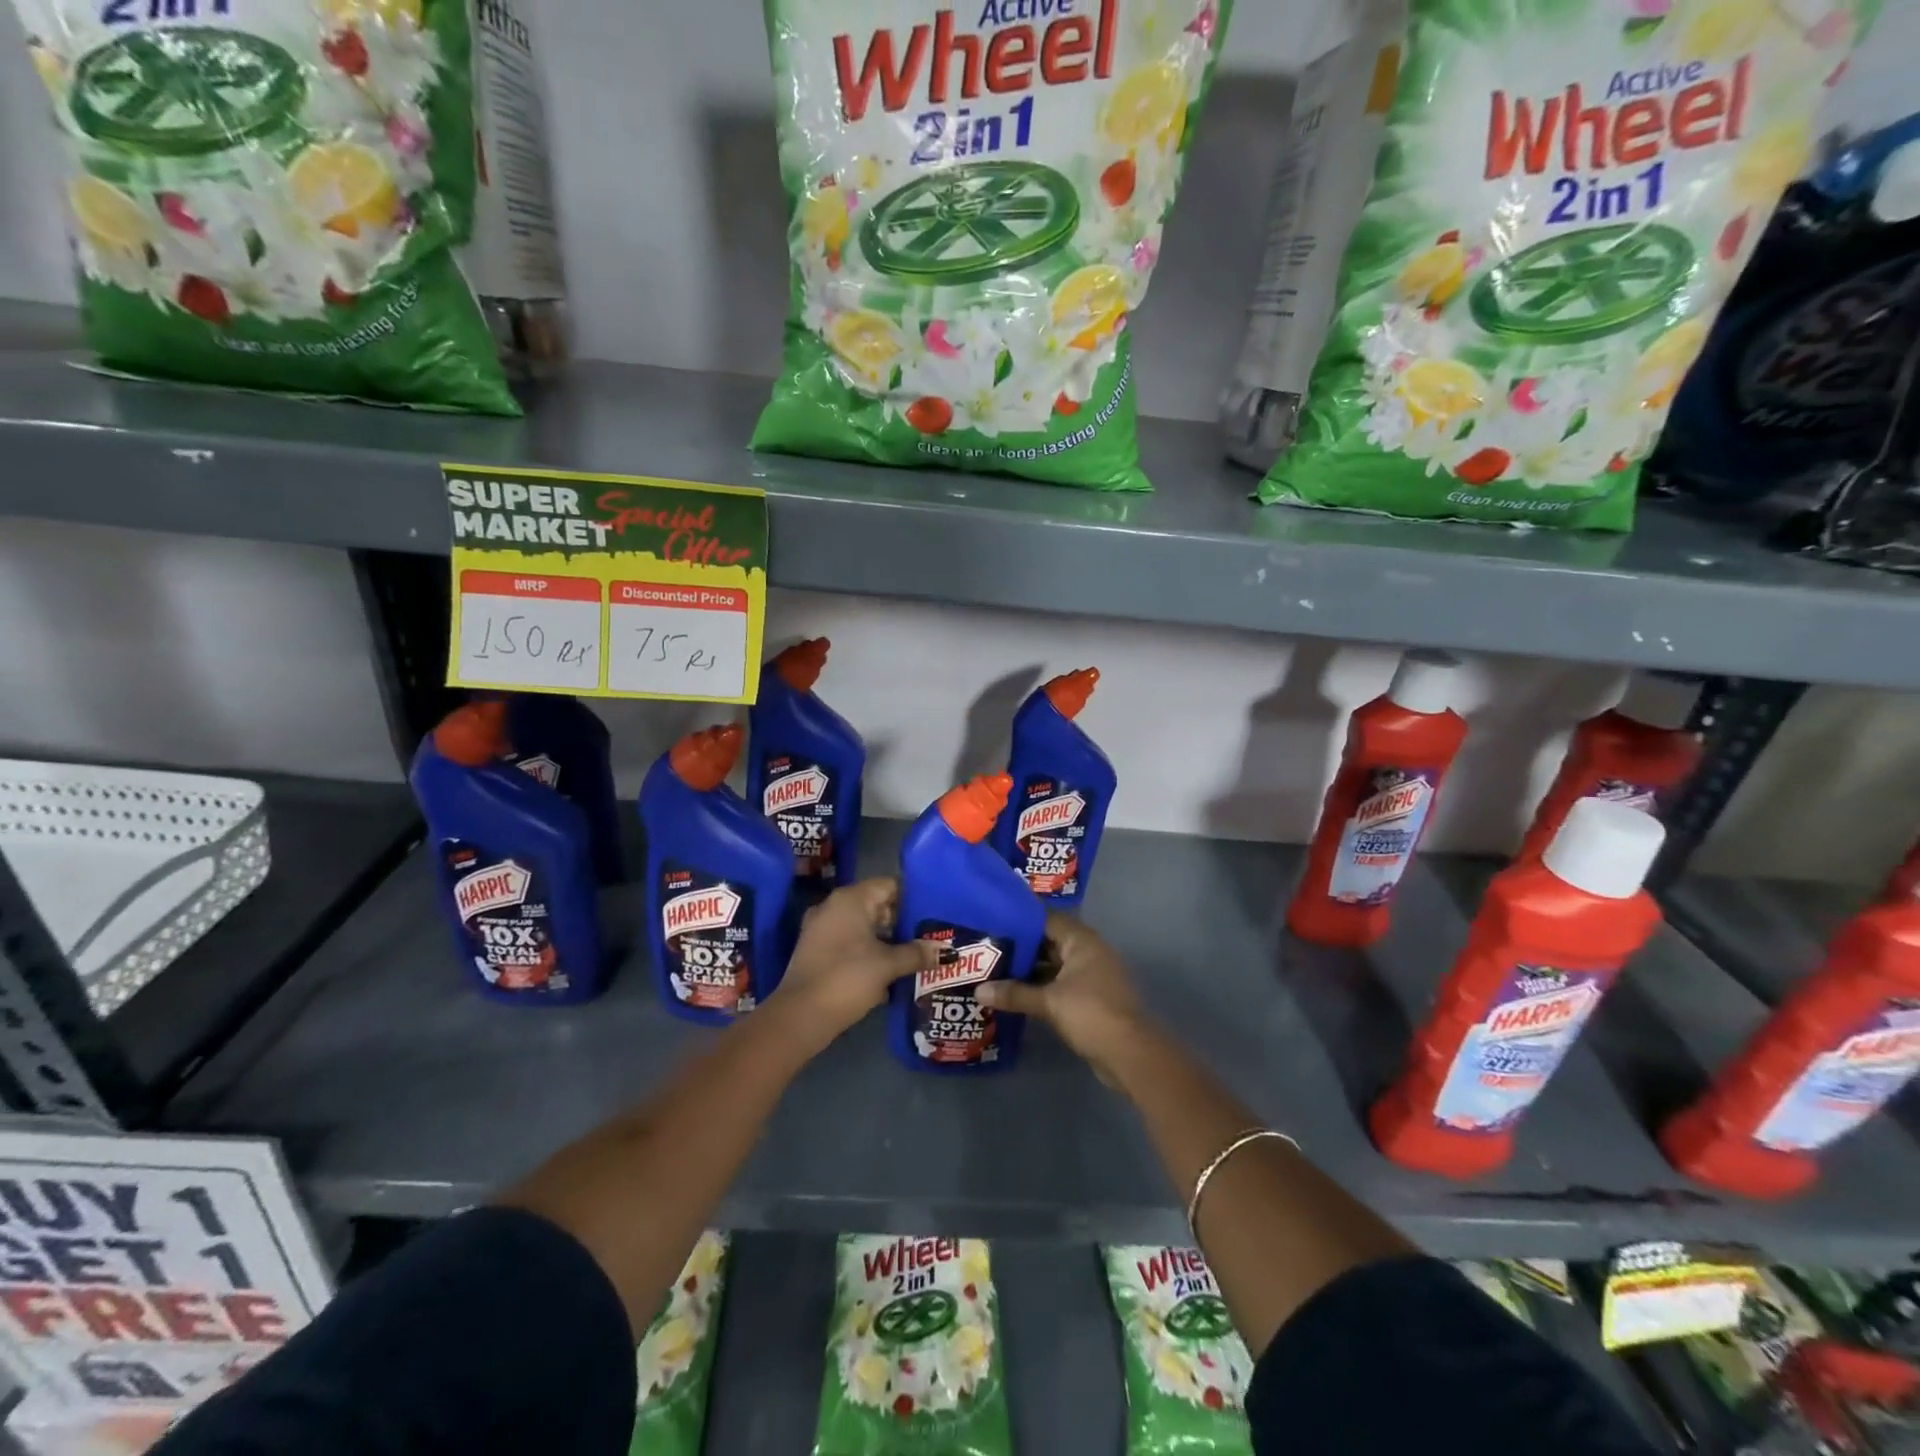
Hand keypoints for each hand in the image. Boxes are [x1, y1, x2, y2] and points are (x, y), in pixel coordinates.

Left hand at [776, 878, 939, 1047]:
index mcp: (851, 899)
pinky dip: (870, 952)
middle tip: (932, 935)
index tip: (936, 912)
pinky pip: (851, 942)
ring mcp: (822, 928)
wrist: (800, 1016)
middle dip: (904, 922)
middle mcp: (834, 906)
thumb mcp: (888, 965)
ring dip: (888, 940)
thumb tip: (945, 950)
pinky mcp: (817, 951)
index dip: (915, 898)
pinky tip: (891, 970)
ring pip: (865, 926)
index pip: (890, 885)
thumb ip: (917, 953)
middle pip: (878, 905)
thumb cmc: (847, 978)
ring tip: (917, 954)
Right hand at [975, 914, 1146, 1074]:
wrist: (1130, 1054)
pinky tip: (1014, 994)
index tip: (992, 920)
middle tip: (986, 947)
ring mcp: (1090, 976)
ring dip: (1028, 969)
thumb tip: (978, 991)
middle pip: (1048, 941)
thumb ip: (1014, 994)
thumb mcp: (1049, 1002)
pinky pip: (1058, 984)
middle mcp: (1088, 952)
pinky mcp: (1089, 998)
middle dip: (1020, 946)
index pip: (1046, 918)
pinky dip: (1039, 987)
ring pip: (1052, 965)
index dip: (1020, 918)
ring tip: (993, 970)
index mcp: (1082, 940)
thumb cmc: (1091, 1014)